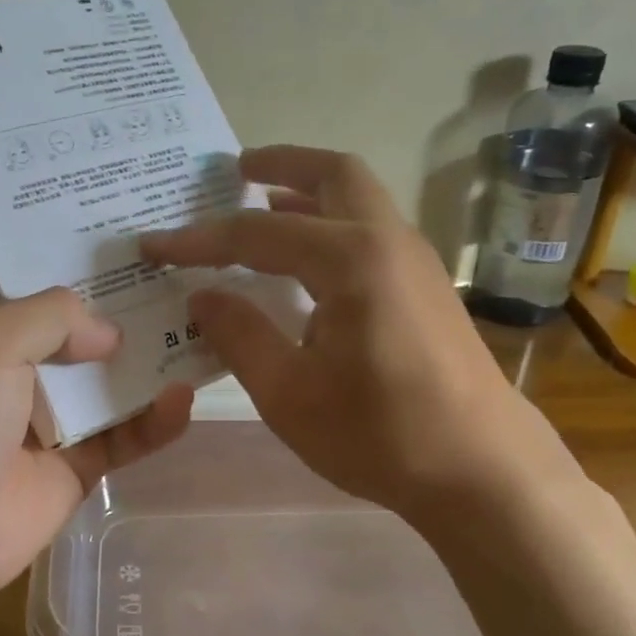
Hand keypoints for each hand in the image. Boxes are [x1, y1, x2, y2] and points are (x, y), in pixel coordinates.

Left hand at [0, 260, 193, 597]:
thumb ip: (52, 315)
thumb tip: (109, 334)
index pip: (5, 262)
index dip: (43, 233)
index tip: (96, 207)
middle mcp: (8, 360)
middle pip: (68, 314)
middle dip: (114, 290)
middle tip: (170, 257)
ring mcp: (45, 413)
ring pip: (106, 373)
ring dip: (146, 354)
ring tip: (196, 320)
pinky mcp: (75, 461)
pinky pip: (124, 434)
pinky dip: (154, 420)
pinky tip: (184, 399)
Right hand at [140, 146, 578, 521]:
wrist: (483, 471)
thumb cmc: (380, 434)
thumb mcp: (289, 393)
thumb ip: (240, 334)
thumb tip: (201, 296)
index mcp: (351, 260)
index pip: (257, 234)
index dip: (199, 239)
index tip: (152, 244)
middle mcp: (388, 241)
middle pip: (333, 173)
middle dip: (280, 164)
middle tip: (234, 170)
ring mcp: (414, 262)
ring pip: (357, 199)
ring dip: (307, 193)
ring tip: (259, 204)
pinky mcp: (424, 287)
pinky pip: (368, 232)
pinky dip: (329, 225)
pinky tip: (302, 263)